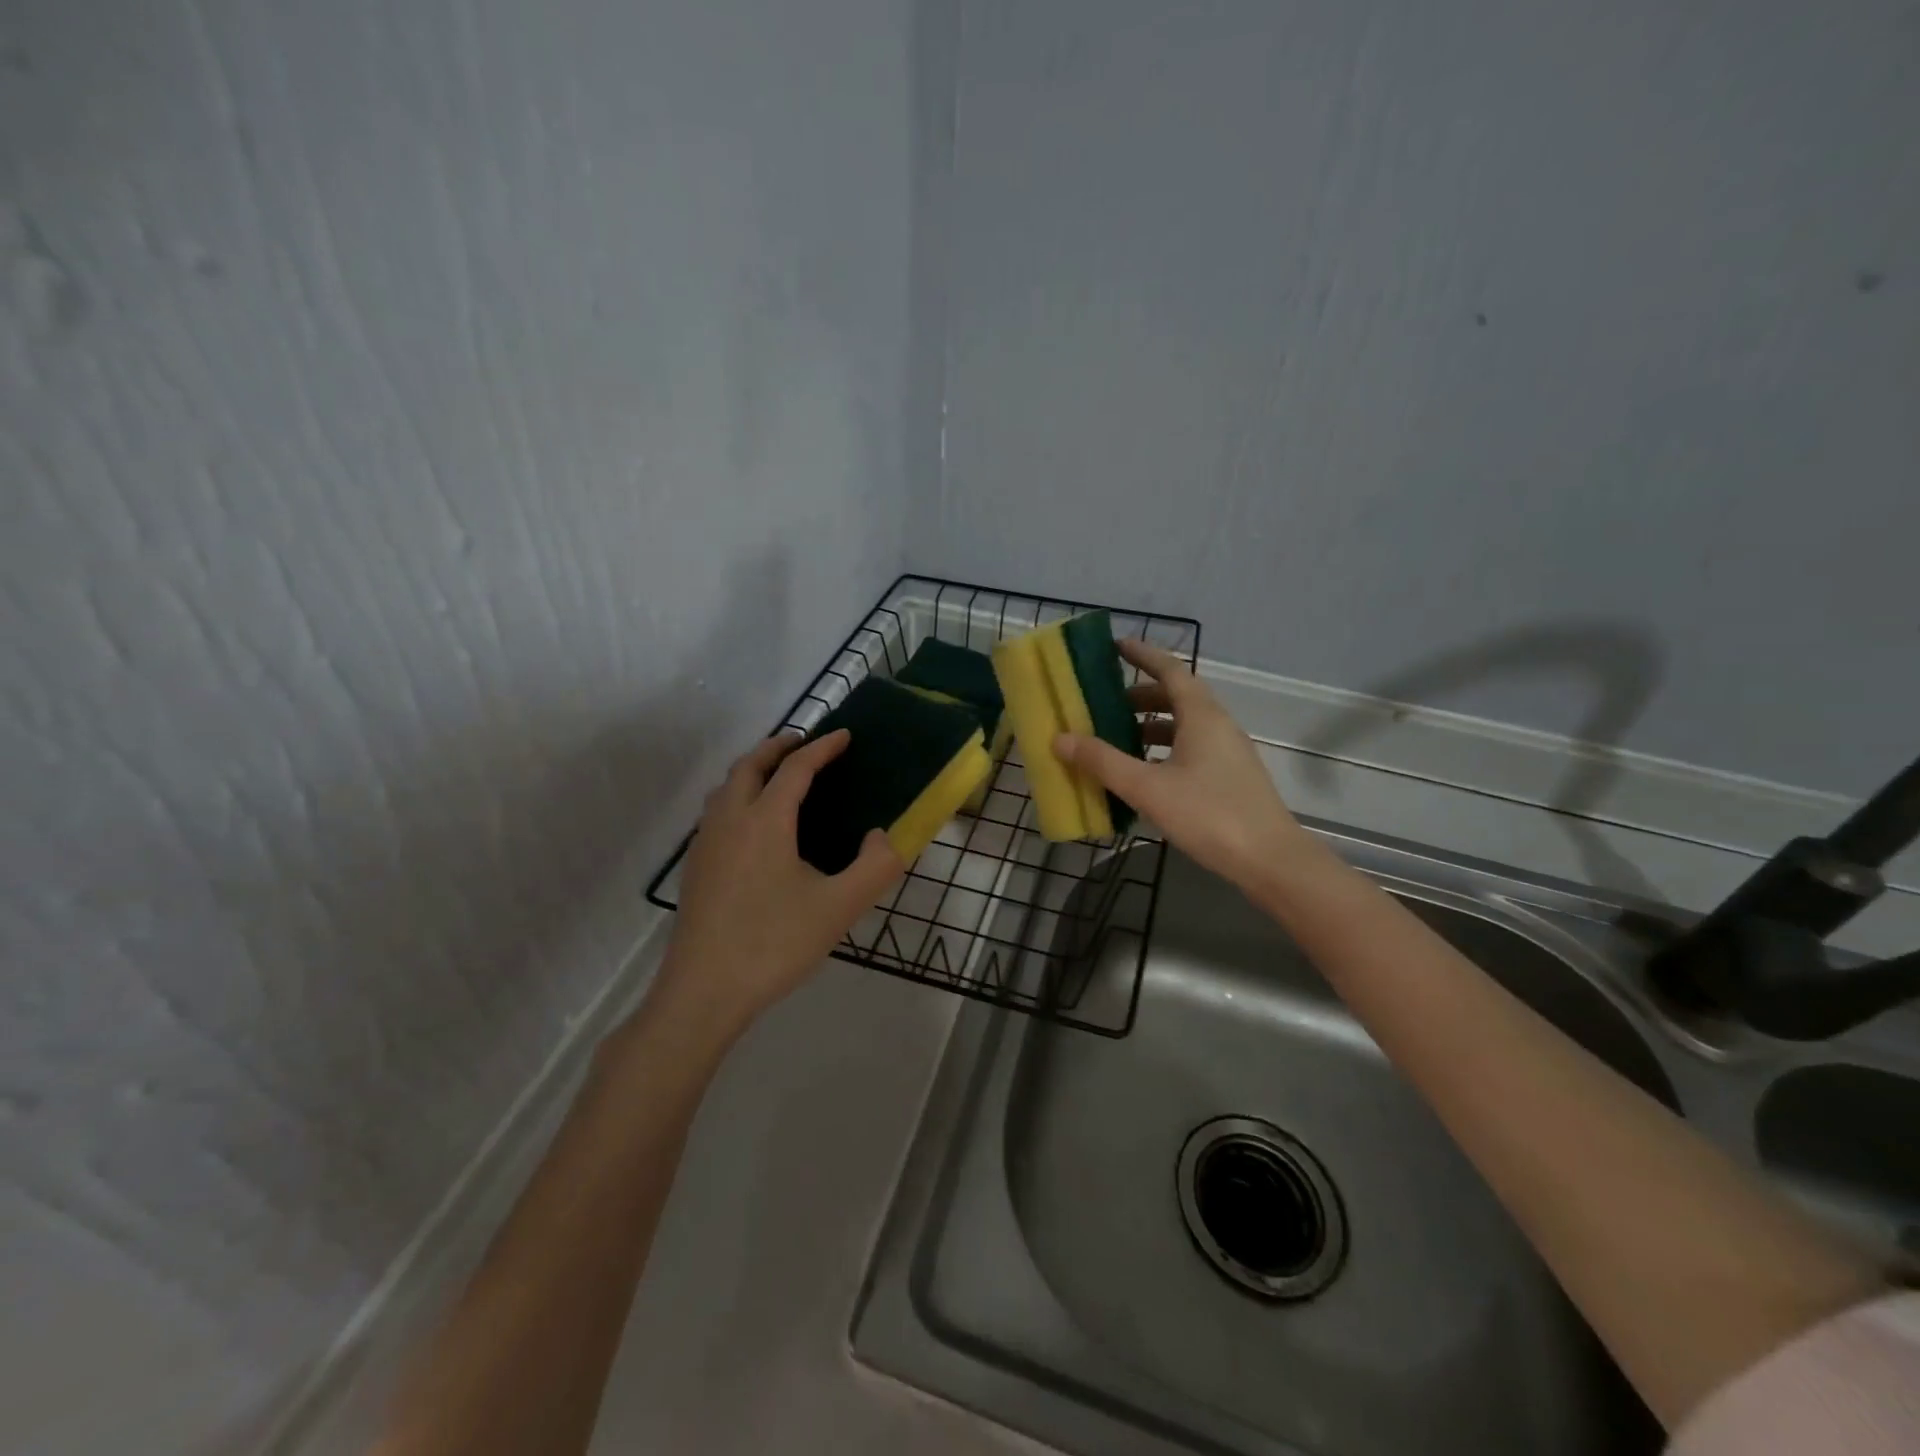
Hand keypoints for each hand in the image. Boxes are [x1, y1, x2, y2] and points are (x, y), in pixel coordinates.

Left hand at [648, 730, 903, 1044]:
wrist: (704, 991)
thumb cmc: (774, 943)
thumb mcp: (840, 908)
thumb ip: (875, 867)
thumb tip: (883, 835)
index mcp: (765, 820)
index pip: (796, 769)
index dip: (823, 748)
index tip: (845, 736)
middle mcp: (730, 820)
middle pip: (750, 765)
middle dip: (778, 746)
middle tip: (805, 743)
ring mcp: (706, 843)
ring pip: (727, 787)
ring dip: (753, 769)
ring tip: (777, 776)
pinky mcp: (696, 867)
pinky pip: (716, 811)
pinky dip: (738, 795)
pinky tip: (751, 826)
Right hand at [1055, 639, 1320, 892]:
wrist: (1270, 860)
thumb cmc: (1209, 815)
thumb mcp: (1147, 788)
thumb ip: (1103, 762)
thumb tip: (1060, 738)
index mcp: (1201, 716)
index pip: (1170, 670)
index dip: (1143, 655)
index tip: (1116, 646)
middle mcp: (1218, 725)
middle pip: (1176, 696)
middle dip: (1139, 696)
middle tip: (1104, 703)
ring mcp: (1228, 752)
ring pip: (1184, 724)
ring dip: (1150, 725)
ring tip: (1117, 739)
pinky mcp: (1230, 776)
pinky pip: (1191, 747)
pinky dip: (1164, 748)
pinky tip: (1145, 773)